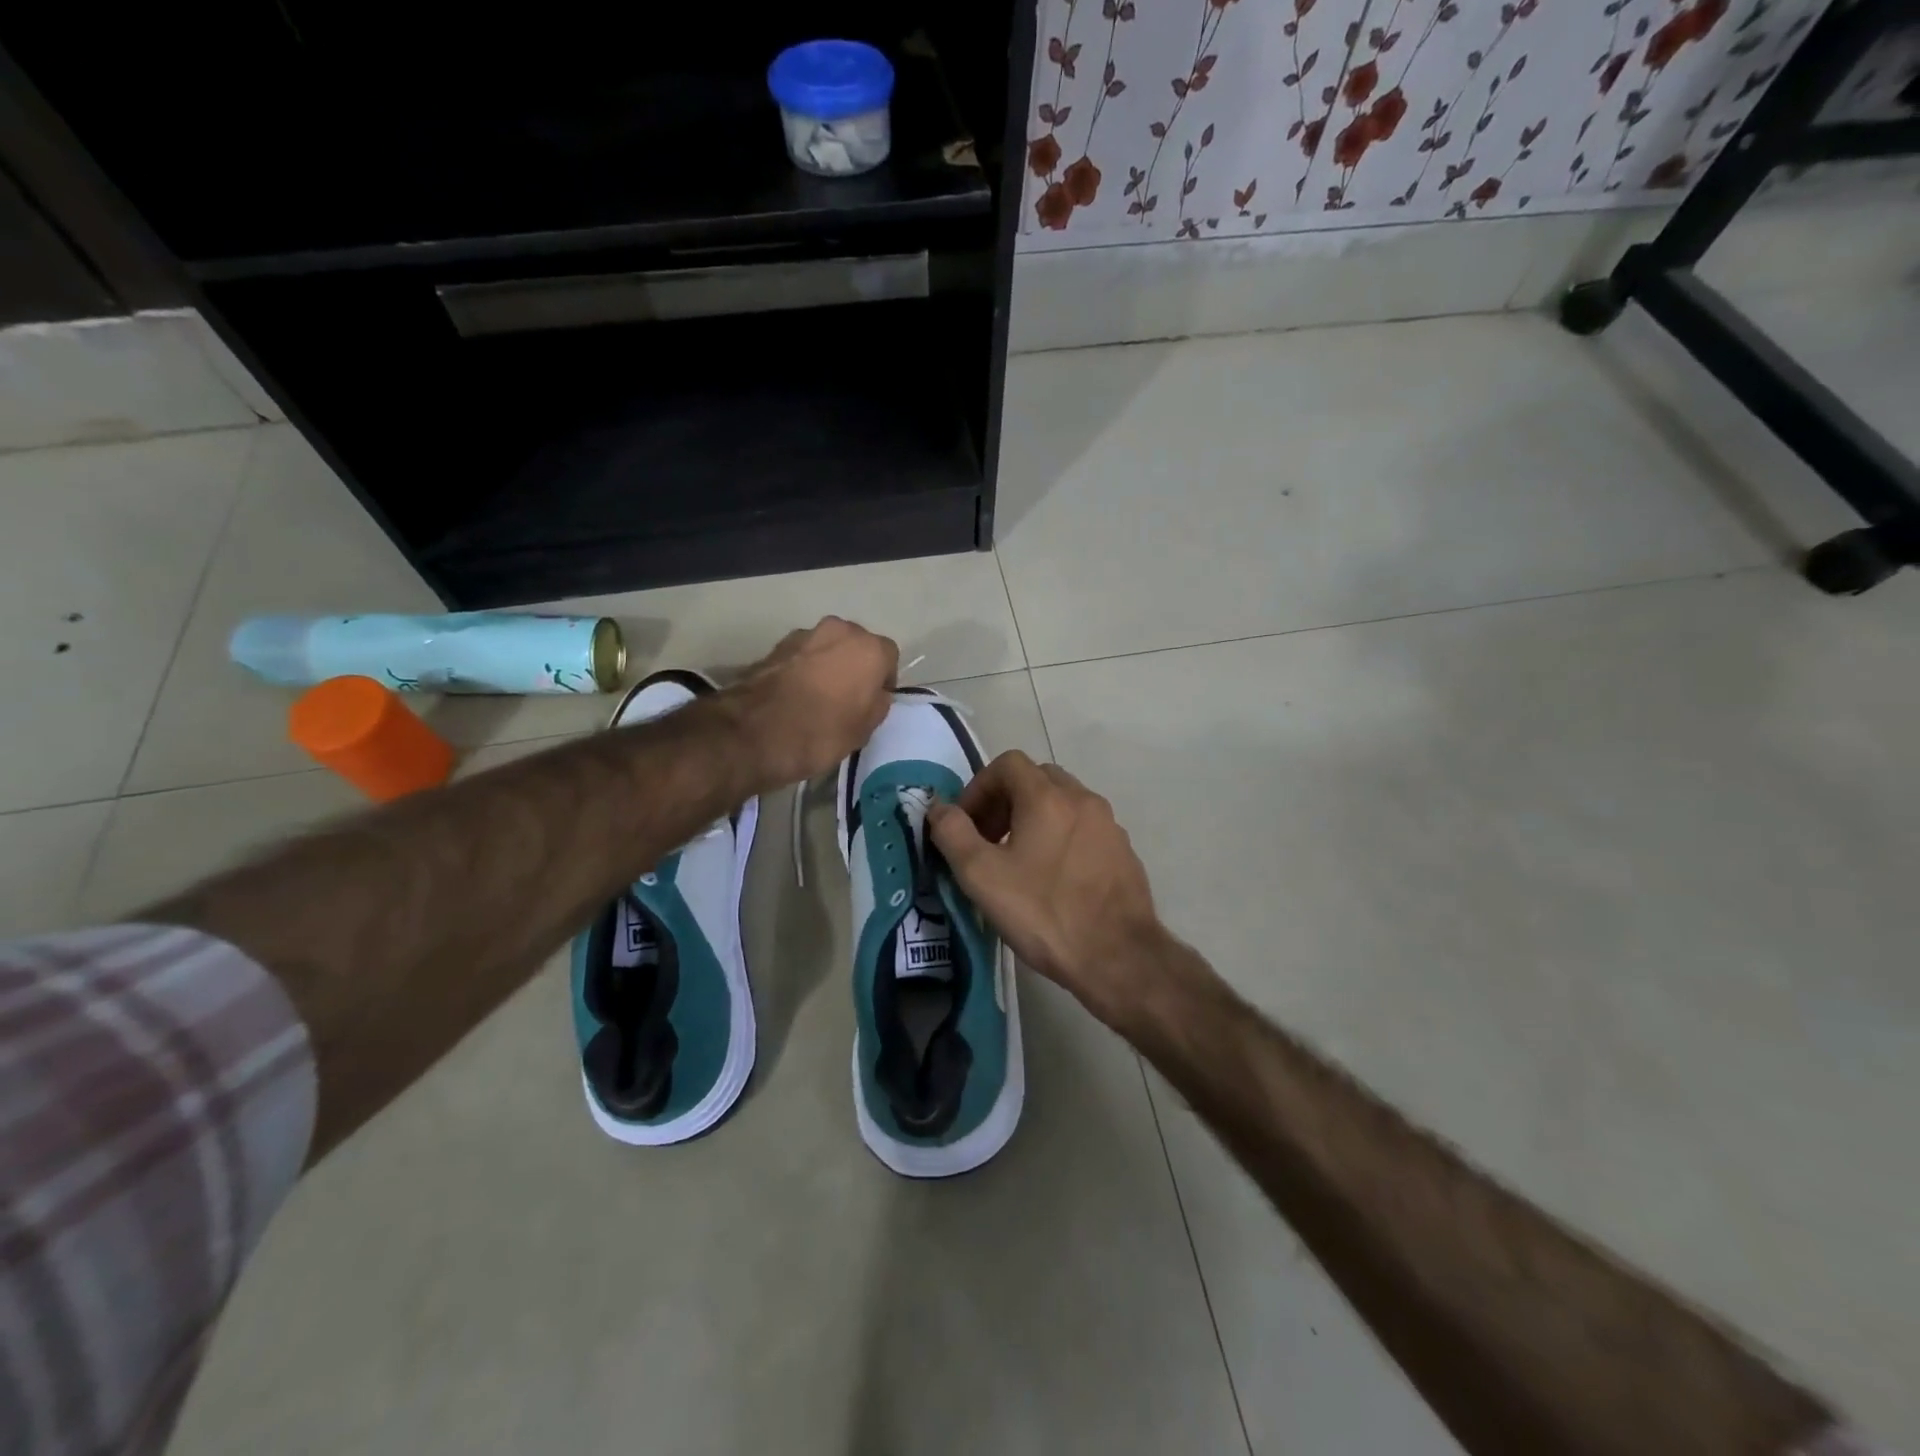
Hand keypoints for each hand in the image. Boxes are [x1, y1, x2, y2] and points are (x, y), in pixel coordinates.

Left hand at [725, 617, 898, 789]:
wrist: (755, 732)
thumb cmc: (821, 732)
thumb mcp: (864, 730)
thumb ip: (877, 704)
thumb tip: (874, 694)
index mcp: (869, 649)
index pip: (889, 657)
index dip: (883, 680)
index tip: (873, 702)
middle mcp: (840, 630)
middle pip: (857, 645)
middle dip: (855, 666)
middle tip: (847, 698)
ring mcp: (804, 634)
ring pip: (827, 648)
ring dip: (827, 665)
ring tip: (818, 698)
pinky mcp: (775, 646)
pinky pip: (801, 656)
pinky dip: (802, 670)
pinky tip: (795, 696)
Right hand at [928, 750, 1169, 1027]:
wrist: (1118, 957)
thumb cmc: (1044, 913)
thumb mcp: (982, 876)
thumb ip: (953, 834)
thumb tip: (939, 808)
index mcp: (1048, 797)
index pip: (1007, 764)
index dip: (979, 788)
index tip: (967, 825)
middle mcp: (1083, 799)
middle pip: (1037, 778)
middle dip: (1005, 801)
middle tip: (988, 840)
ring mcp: (1109, 825)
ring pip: (1063, 803)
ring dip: (1034, 818)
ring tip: (1018, 861)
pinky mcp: (1123, 851)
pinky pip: (1084, 828)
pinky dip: (1061, 837)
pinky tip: (1053, 879)